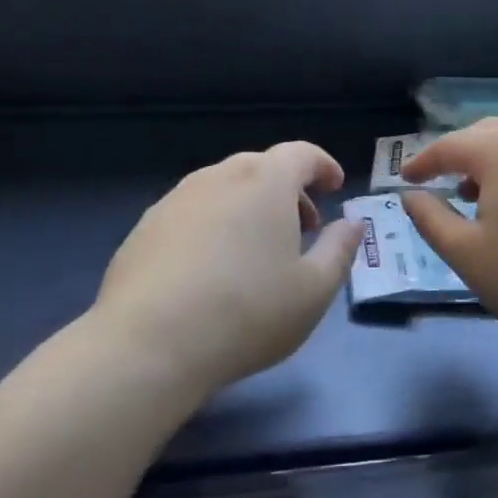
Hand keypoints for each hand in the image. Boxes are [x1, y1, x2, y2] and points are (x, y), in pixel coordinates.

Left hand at [92, 141, 363, 393]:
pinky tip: (210, 270)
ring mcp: (176, 199)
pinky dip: (213, 224)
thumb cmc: (247, 312)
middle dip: (288, 190)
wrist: (148, 344)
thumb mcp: (314, 290)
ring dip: (249, 206)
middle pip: (261, 167)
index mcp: (265, 182)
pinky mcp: (145, 227)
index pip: (301, 153)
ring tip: (256, 250)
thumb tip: (352, 224)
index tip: (334, 188)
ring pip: (223, 188)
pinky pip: (192, 212)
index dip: (323, 166)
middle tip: (303, 227)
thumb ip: (340, 250)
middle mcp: (219, 177)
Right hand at [400, 119, 497, 363]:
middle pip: (485, 133)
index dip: (421, 162)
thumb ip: (430, 219)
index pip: (449, 145)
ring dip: (488, 161)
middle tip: (437, 180)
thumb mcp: (466, 254)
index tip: (403, 180)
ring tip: (473, 194)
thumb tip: (412, 196)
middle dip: (456, 153)